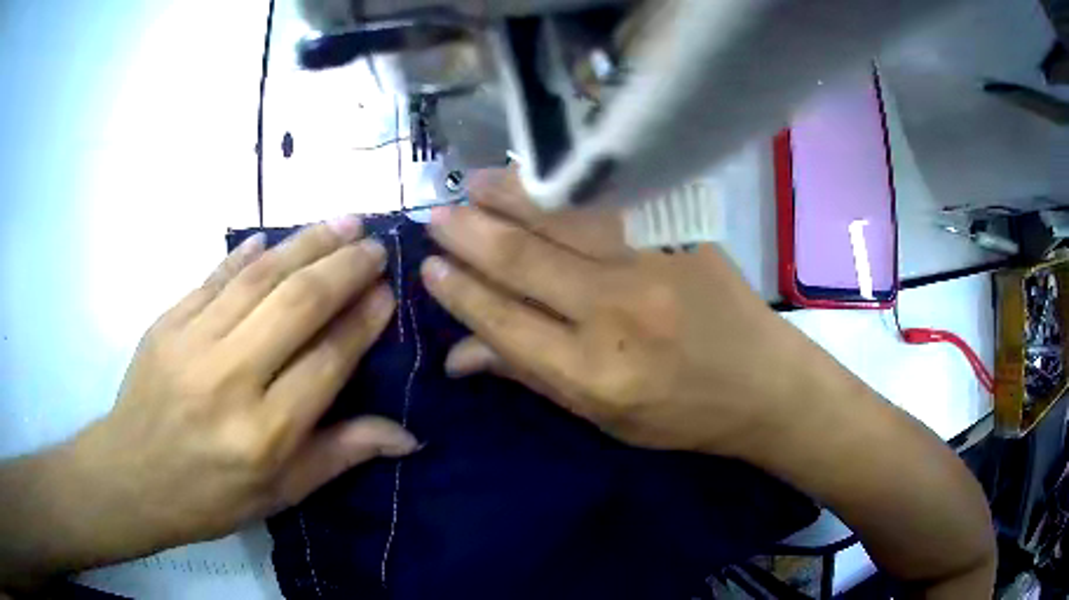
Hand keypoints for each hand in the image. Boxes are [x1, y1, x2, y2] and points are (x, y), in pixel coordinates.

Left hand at [50, 218, 415, 563]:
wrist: (131, 476)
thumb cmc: (210, 497)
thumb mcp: (281, 494)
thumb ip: (341, 455)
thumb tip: (409, 436)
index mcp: (264, 434)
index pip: (327, 361)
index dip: (362, 321)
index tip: (387, 292)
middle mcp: (230, 380)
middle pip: (297, 305)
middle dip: (344, 267)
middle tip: (375, 244)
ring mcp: (192, 343)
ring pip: (259, 277)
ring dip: (306, 243)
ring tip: (344, 222)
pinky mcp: (167, 322)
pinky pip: (215, 276)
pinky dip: (247, 253)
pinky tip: (273, 238)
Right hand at [420, 170, 804, 455]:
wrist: (763, 382)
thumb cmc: (681, 413)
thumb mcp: (602, 417)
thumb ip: (529, 376)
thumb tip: (456, 356)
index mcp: (592, 373)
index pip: (503, 321)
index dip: (460, 292)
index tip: (429, 267)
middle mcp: (616, 312)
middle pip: (522, 260)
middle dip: (469, 233)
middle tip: (437, 216)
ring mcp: (652, 262)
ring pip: (560, 216)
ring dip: (508, 195)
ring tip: (473, 183)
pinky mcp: (679, 232)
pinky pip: (607, 199)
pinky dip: (563, 185)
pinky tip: (537, 175)